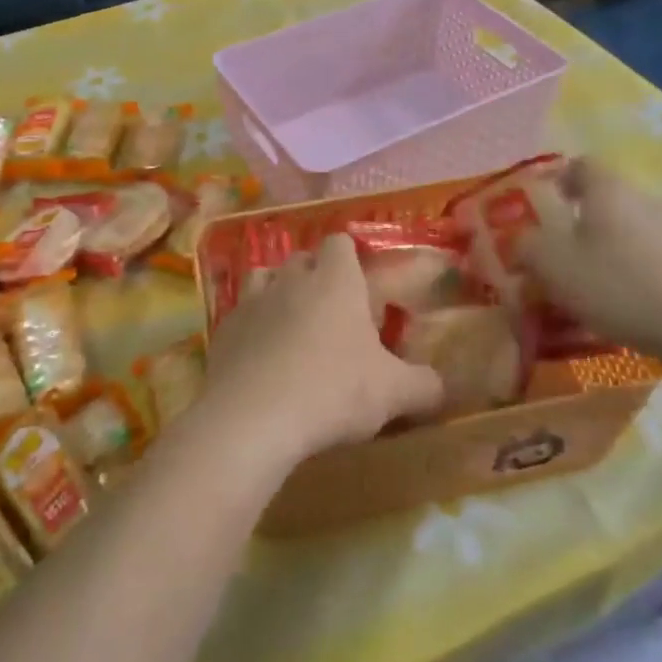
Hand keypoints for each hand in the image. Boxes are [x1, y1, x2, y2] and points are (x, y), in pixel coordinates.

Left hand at [197, 234, 443, 472]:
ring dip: (278, 293)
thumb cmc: (333, 391)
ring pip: (264, 278)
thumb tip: (439, 386)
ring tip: (291, 326)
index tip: (361, 284)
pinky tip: (259, 358)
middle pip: (301, 258)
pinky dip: (251, 327)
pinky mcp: (222, 330)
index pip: (340, 242)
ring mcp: (250, 301)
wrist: (252, 419)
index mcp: (335, 280)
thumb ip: (424, 385)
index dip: (351, 257)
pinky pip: (238, 315)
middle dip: (315, 275)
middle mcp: (290, 279)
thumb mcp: (393, 393)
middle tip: (332, 313)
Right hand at [519, 158, 661, 362]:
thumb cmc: (619, 285)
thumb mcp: (553, 267)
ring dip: (611, 249)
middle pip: (607, 199)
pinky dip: (638, 272)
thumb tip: (520, 239)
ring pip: (632, 230)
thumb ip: (526, 246)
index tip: (543, 204)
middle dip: (581, 221)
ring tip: (593, 286)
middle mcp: (645, 198)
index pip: (581, 164)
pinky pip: (657, 258)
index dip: (558, 179)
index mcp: (608, 189)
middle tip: (560, 254)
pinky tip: (630, 305)